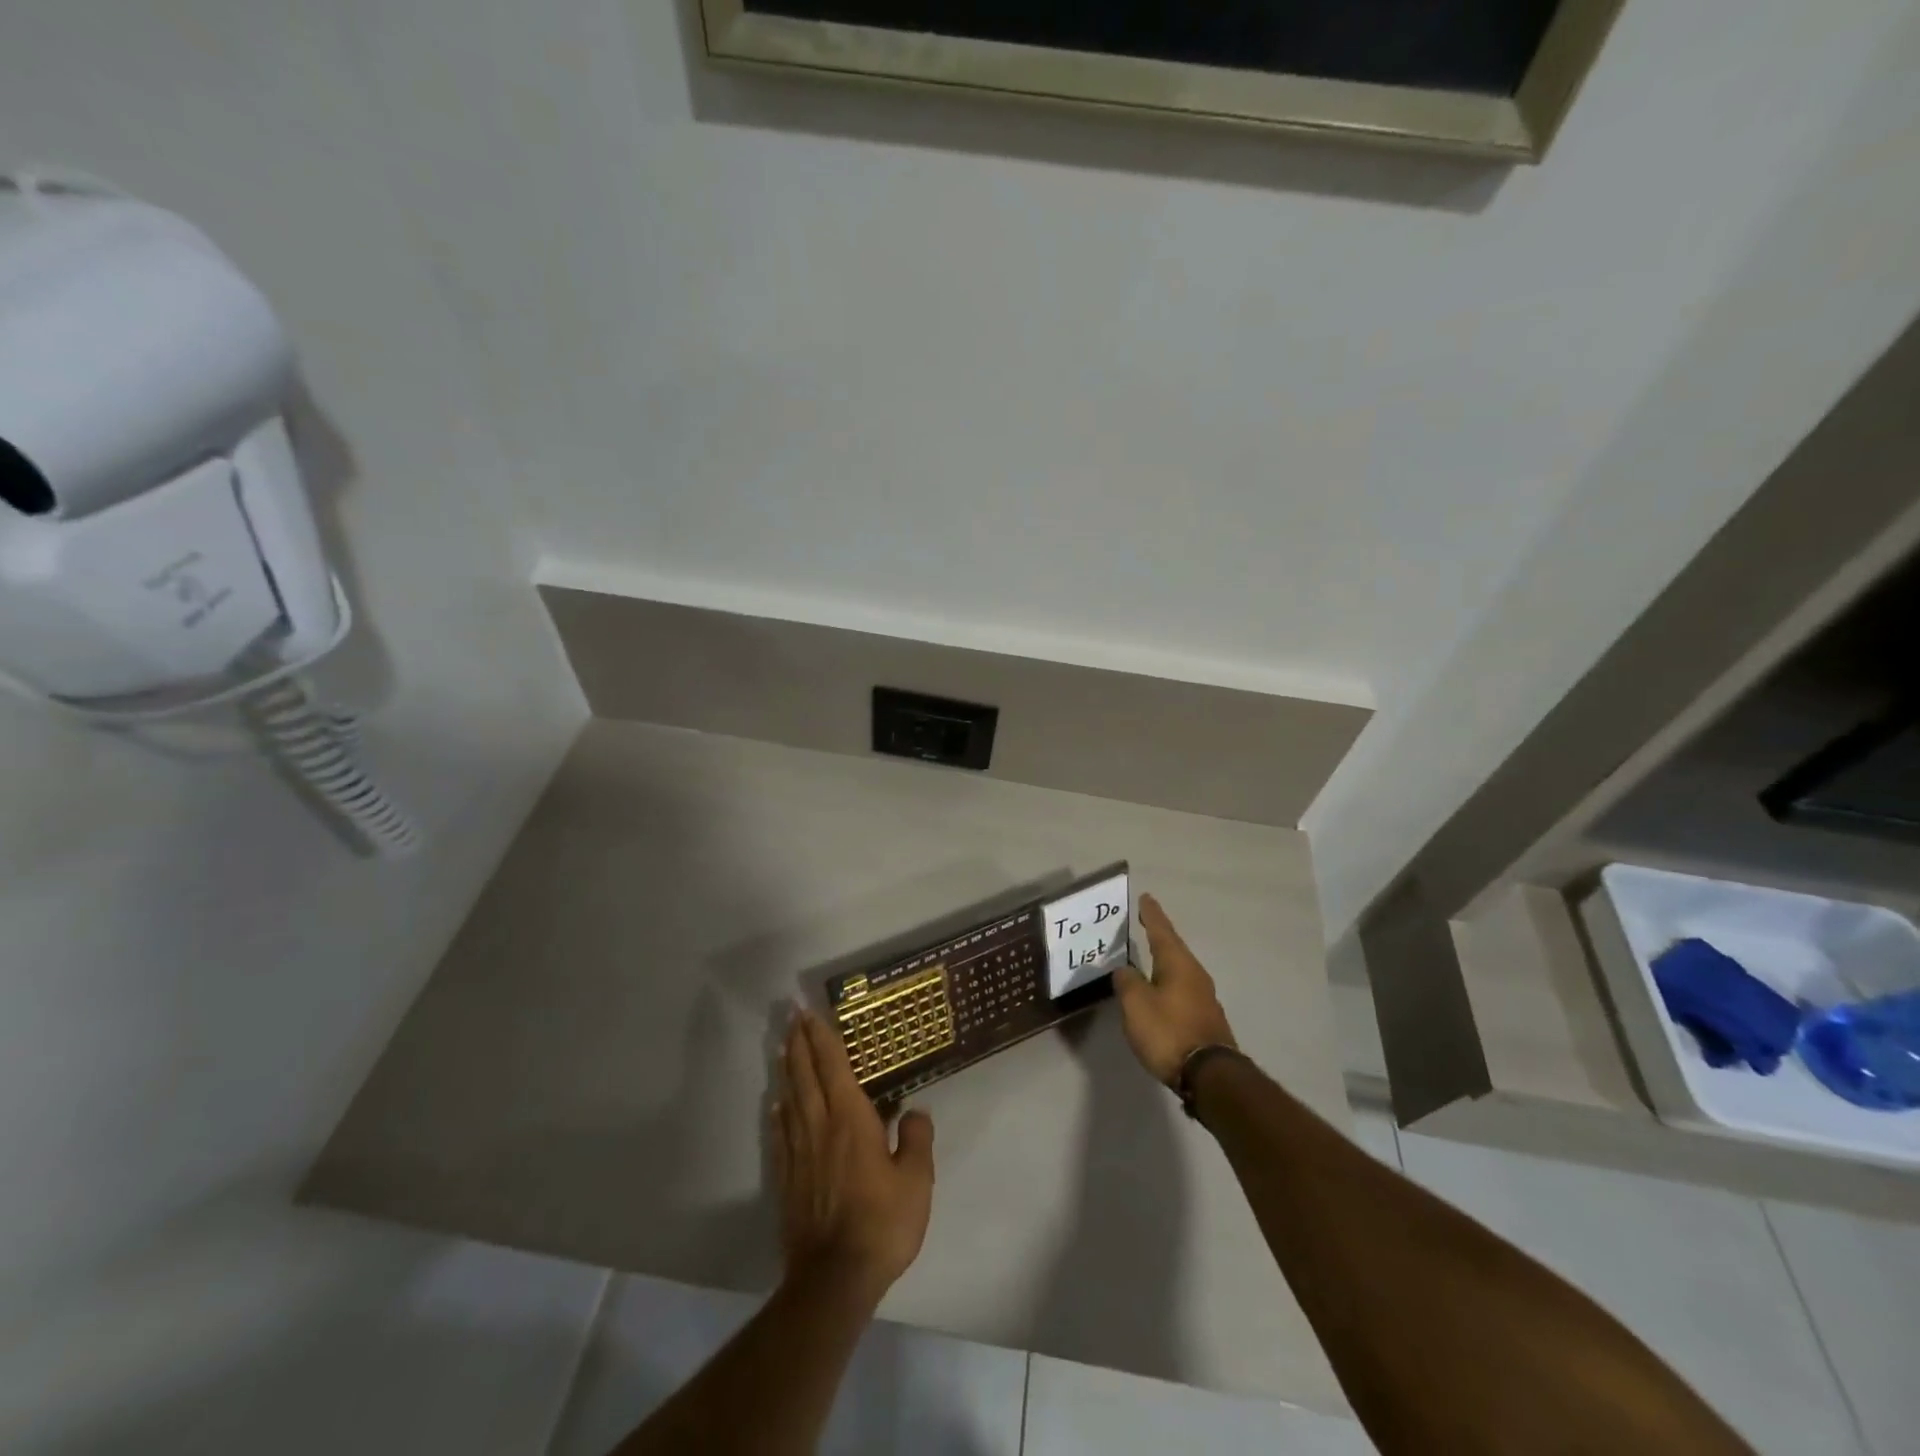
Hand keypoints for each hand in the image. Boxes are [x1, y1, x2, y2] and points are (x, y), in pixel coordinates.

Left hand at [772, 1010, 935, 1303]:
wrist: (835, 1278)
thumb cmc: (881, 1224)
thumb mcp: (916, 1181)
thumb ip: (916, 1141)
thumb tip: (913, 1112)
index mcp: (851, 1121)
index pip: (834, 1068)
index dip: (823, 1039)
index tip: (811, 1015)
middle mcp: (821, 1128)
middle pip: (806, 1076)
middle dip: (799, 1044)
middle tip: (792, 1018)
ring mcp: (800, 1155)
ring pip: (791, 1100)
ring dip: (787, 1071)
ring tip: (782, 1049)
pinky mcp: (789, 1181)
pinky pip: (782, 1136)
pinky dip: (779, 1115)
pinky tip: (777, 1106)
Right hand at [1114, 894, 1237, 1085]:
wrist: (1209, 1076)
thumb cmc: (1168, 1032)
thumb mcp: (1136, 1004)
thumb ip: (1127, 982)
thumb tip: (1126, 970)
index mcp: (1177, 964)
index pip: (1161, 931)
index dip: (1151, 914)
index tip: (1145, 898)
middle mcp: (1194, 974)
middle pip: (1173, 948)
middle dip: (1159, 935)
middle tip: (1145, 922)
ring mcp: (1203, 997)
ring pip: (1179, 969)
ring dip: (1164, 960)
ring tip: (1149, 955)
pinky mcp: (1205, 1018)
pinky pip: (1182, 989)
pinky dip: (1168, 981)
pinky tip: (1160, 989)